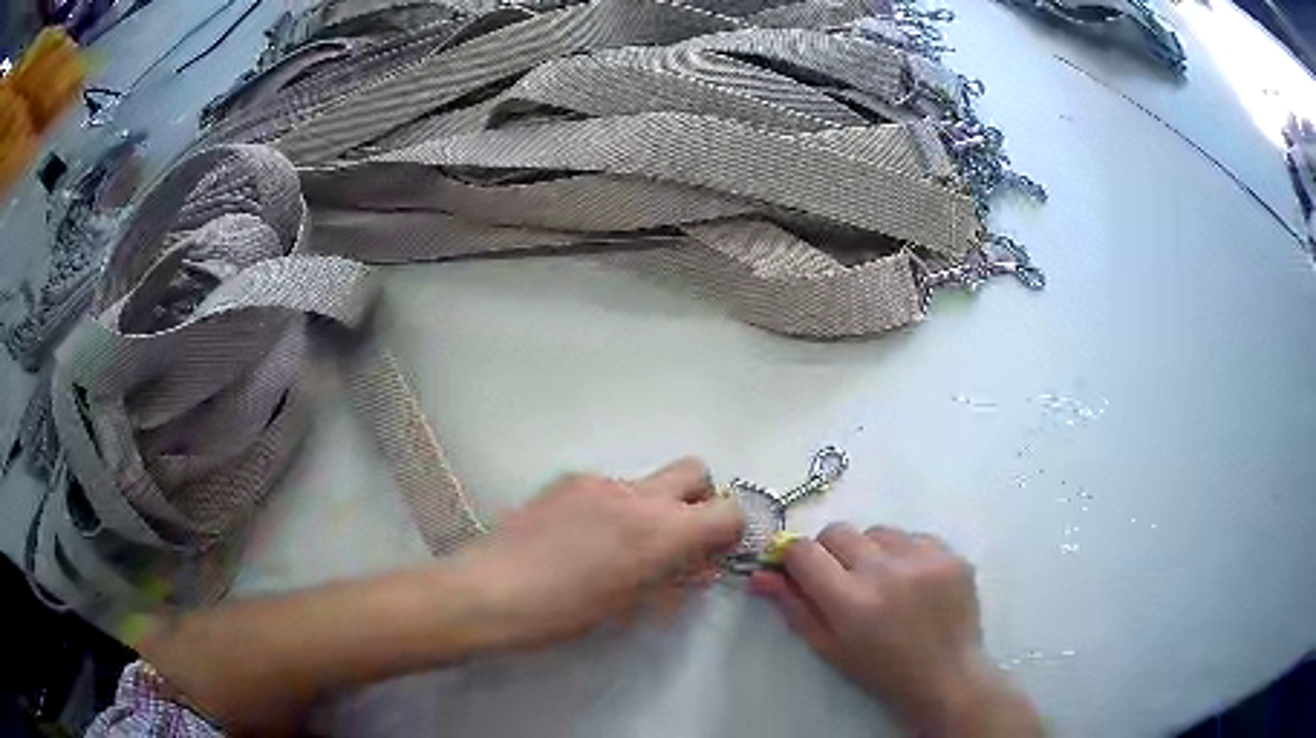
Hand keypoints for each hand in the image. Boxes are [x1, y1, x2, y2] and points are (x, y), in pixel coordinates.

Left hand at [456, 457, 743, 650]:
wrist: (486, 592)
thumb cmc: (561, 614)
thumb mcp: (627, 607)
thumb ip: (671, 581)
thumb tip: (697, 568)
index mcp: (658, 531)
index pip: (727, 511)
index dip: (729, 531)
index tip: (713, 553)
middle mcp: (635, 495)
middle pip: (694, 471)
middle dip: (698, 500)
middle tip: (677, 539)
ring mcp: (597, 481)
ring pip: (647, 481)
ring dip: (651, 506)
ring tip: (619, 546)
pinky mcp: (566, 481)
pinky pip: (609, 486)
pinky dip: (615, 506)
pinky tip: (583, 539)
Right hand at [751, 524, 1040, 736]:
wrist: (946, 674)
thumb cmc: (880, 669)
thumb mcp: (829, 647)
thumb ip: (794, 607)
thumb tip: (759, 574)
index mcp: (850, 601)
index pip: (804, 551)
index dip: (796, 558)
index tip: (802, 571)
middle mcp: (885, 571)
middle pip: (838, 531)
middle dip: (832, 552)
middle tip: (845, 581)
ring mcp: (923, 558)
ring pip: (877, 530)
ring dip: (872, 551)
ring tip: (885, 582)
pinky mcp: (950, 553)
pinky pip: (914, 536)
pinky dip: (906, 554)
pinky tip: (914, 582)